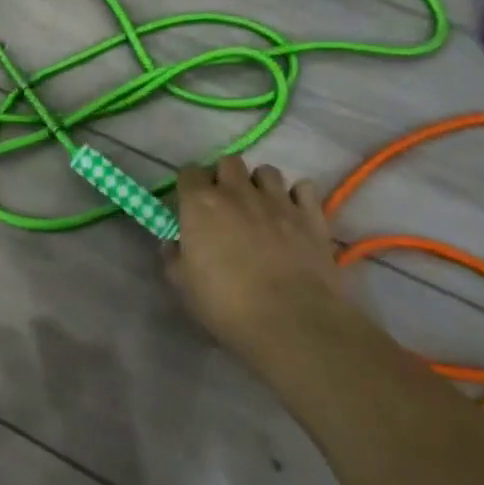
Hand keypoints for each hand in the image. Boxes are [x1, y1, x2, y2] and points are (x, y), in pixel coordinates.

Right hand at [166, 156, 345, 376]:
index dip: (189, 186)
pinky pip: (304, 188)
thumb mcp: (184, 285)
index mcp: (200, 203)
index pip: (189, 172)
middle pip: (229, 162)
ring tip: (261, 207)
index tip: (191, 205)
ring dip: (260, 184)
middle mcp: (237, 191)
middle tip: (225, 203)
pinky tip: (293, 213)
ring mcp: (277, 200)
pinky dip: (298, 196)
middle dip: (225, 177)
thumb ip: (174, 257)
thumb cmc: (227, 304)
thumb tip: (173, 243)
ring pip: (267, 171)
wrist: (291, 322)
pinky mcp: (311, 216)